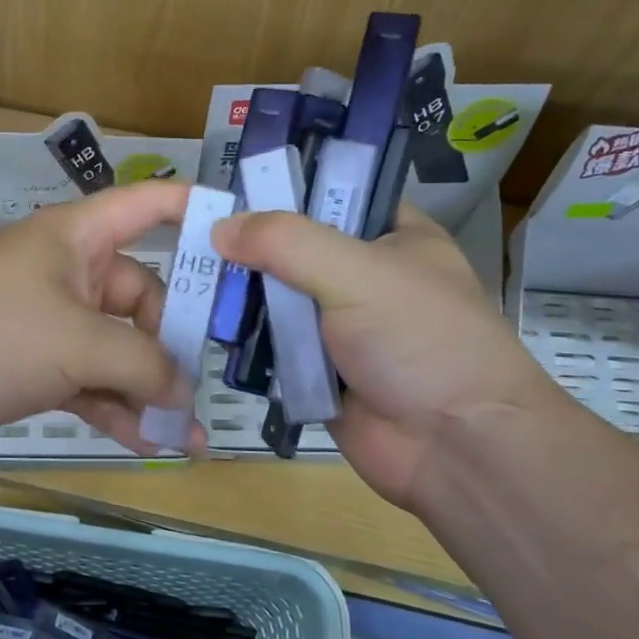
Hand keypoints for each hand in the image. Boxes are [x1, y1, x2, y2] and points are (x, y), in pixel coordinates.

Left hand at [0, 182, 200, 460]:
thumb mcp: (78, 341)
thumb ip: (143, 364)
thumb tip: (183, 393)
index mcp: (80, 237)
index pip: (150, 205)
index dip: (196, 211)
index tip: (244, 236)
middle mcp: (71, 272)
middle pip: (142, 295)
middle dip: (173, 343)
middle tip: (206, 387)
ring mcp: (52, 322)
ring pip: (118, 348)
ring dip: (149, 389)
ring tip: (188, 436)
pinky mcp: (37, 366)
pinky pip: (92, 382)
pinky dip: (116, 409)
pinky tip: (147, 443)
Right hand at [212, 204, 569, 509]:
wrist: (458, 449)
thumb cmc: (422, 341)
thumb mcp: (358, 273)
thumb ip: (286, 242)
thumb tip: (220, 227)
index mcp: (389, 235)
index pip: (325, 194)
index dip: (274, 189)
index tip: (221, 190)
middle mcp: (361, 275)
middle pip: (289, 247)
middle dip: (243, 244)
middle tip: (182, 230)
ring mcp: (337, 325)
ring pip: (273, 297)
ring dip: (236, 293)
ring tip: (180, 275)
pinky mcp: (316, 370)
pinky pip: (268, 344)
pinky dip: (241, 338)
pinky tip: (200, 322)